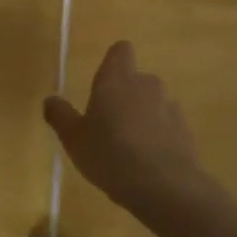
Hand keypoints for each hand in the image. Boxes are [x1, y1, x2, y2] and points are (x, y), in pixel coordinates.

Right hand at [44, 42, 212, 224]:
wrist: (164, 186)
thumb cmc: (110, 154)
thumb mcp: (74, 138)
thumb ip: (60, 115)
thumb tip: (50, 99)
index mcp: (117, 79)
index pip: (120, 50)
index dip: (113, 62)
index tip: (102, 84)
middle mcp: (147, 84)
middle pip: (136, 80)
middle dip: (125, 96)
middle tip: (108, 125)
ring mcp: (170, 106)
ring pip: (153, 103)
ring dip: (143, 117)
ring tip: (128, 149)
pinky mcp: (186, 130)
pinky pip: (168, 126)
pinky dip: (159, 137)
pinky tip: (148, 163)